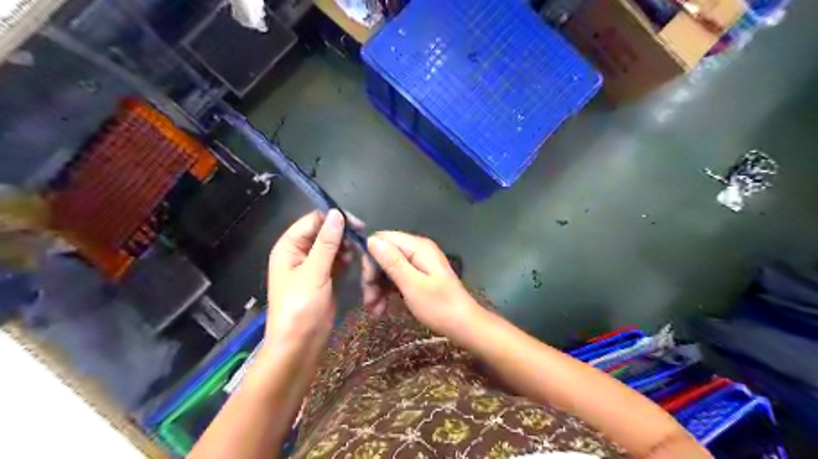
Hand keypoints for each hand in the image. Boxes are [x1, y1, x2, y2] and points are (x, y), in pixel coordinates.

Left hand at [265, 211, 347, 344]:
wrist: (299, 345)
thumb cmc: (301, 308)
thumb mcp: (314, 272)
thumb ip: (326, 242)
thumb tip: (337, 214)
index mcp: (289, 247)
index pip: (312, 221)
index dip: (334, 218)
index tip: (357, 224)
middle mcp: (299, 253)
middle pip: (323, 232)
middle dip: (342, 233)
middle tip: (363, 240)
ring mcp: (312, 266)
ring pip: (332, 246)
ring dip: (346, 247)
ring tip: (359, 253)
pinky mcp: (323, 278)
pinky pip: (336, 261)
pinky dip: (346, 259)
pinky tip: (355, 262)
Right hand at [366, 233, 473, 333]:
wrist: (464, 325)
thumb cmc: (439, 306)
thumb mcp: (412, 285)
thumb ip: (392, 262)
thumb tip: (371, 240)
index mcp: (417, 247)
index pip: (382, 240)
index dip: (370, 258)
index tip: (367, 282)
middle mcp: (417, 250)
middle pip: (384, 254)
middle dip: (373, 277)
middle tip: (368, 302)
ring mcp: (418, 263)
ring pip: (388, 268)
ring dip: (378, 288)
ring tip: (374, 310)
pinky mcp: (418, 276)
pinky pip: (396, 277)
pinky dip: (387, 291)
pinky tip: (381, 308)